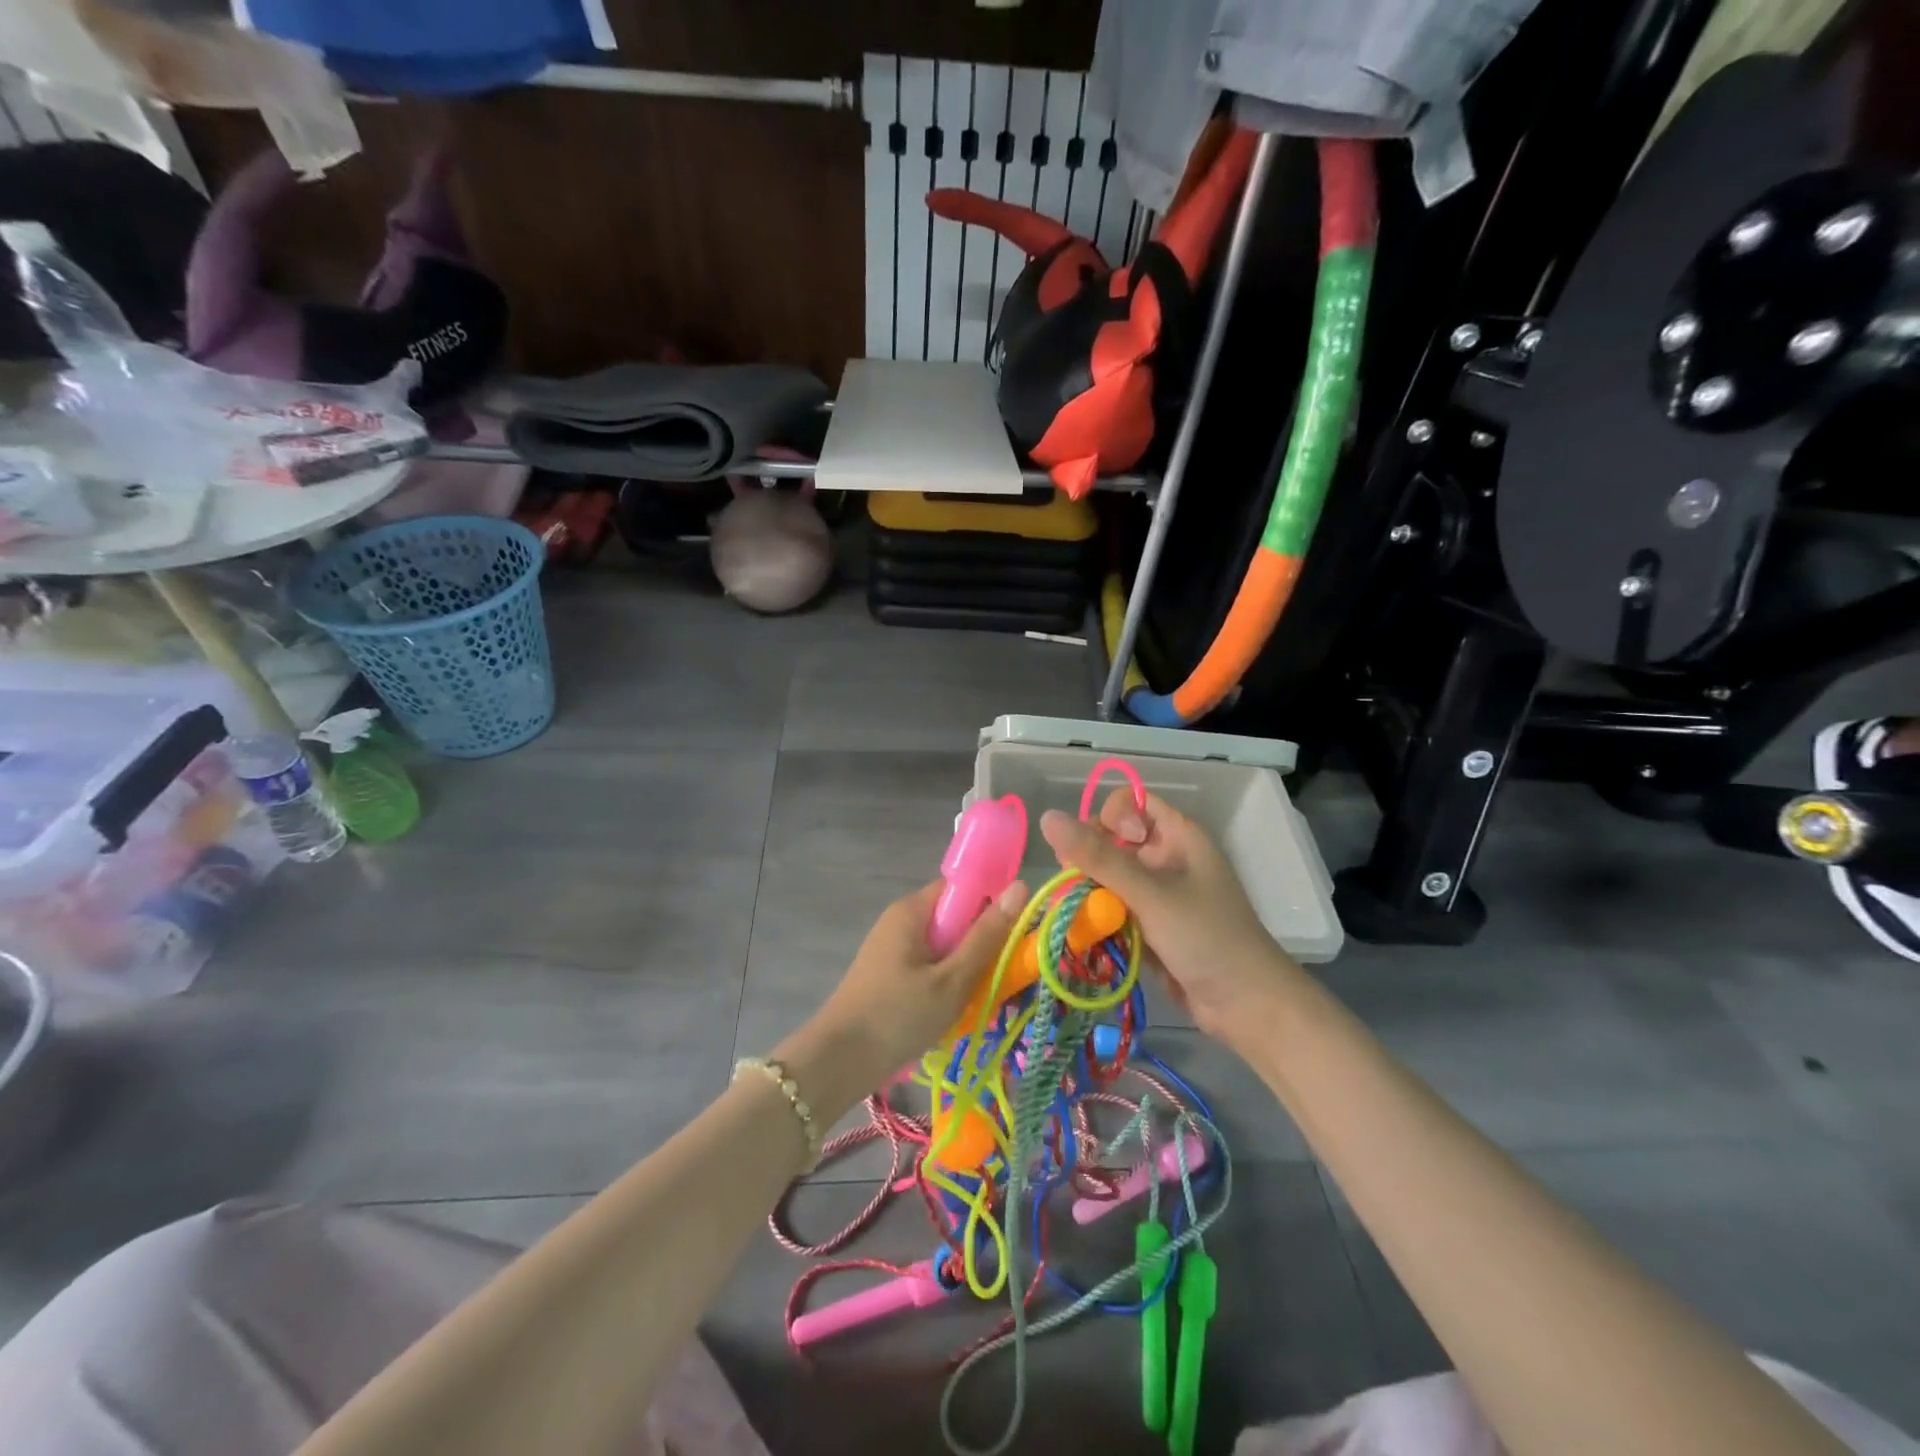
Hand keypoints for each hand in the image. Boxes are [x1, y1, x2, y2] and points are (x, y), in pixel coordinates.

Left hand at [777, 879, 1026, 1119]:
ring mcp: (892, 948)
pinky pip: (929, 966)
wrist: (838, 1062)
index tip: (1013, 934)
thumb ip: (987, 936)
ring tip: (979, 997)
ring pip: (943, 946)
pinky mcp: (889, 974)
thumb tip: (1020, 886)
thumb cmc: (898, 1015)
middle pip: (954, 918)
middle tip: (999, 974)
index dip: (990, 904)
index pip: (961, 887)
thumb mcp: (952, 979)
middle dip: (979, 943)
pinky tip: (953, 1010)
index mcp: (912, 910)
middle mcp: (900, 920)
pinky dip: (945, 982)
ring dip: (964, 968)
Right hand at [1040, 790, 1294, 1043]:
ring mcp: (1157, 894)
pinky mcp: (1148, 925)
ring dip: (1089, 891)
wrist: (1247, 1006)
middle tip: (1076, 883)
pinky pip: (1112, 907)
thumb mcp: (1150, 894)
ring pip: (1107, 876)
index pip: (1130, 804)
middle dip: (1088, 859)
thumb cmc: (1206, 937)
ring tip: (1076, 912)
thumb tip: (1047, 817)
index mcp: (1178, 836)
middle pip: (1111, 840)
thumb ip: (1098, 857)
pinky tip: (1085, 932)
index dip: (1112, 818)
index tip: (1108, 847)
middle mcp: (1166, 858)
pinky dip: (1097, 916)